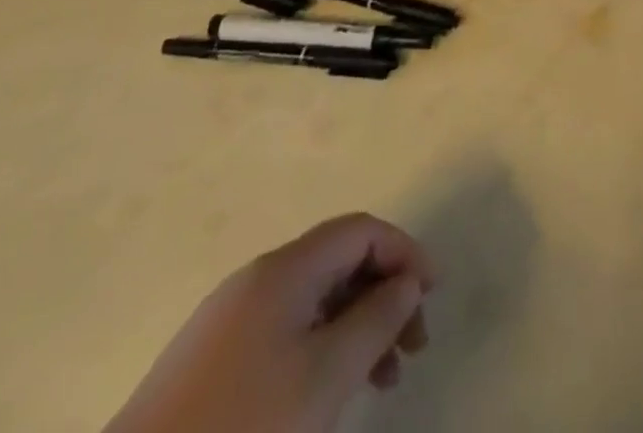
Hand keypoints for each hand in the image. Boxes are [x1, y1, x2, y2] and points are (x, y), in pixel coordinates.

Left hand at [105, 213, 432, 432]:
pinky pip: (286, 334)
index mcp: (284, 268)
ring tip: (382, 381)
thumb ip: (377, 318)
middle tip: (413, 346)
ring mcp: (228, 322)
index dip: (404, 251)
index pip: (361, 230)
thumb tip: (406, 283)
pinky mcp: (210, 364)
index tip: (432, 294)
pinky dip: (322, 351)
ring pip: (314, 304)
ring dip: (357, 328)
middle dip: (384, 295)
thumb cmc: (244, 426)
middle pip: (339, 263)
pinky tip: (328, 395)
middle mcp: (257, 280)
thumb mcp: (326, 375)